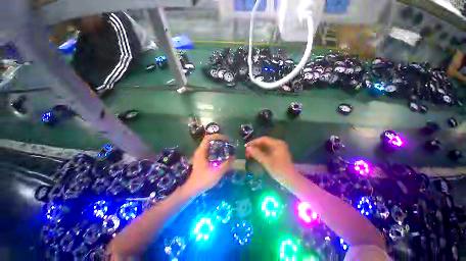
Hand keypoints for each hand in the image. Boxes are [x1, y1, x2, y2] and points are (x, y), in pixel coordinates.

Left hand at [183, 134, 234, 194]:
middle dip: (219, 139)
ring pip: (209, 145)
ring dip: (218, 144)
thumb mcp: (217, 172)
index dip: (217, 136)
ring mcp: (200, 155)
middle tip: (228, 143)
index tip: (226, 139)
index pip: (208, 138)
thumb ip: (226, 164)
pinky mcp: (202, 159)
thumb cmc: (203, 180)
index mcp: (201, 152)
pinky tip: (222, 154)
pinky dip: (216, 149)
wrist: (193, 189)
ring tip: (226, 147)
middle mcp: (200, 151)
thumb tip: (234, 156)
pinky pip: (209, 150)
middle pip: (209, 140)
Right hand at [245, 137, 296, 183]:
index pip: (263, 139)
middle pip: (264, 142)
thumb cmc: (279, 170)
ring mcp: (278, 149)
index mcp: (277, 144)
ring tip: (249, 154)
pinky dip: (261, 153)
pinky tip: (255, 156)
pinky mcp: (277, 154)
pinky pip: (267, 150)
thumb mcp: (266, 161)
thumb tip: (248, 148)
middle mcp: (278, 144)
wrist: (290, 180)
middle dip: (255, 146)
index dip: (254, 142)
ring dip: (257, 150)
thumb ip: (257, 153)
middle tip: (246, 151)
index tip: (246, 146)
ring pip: (265, 146)